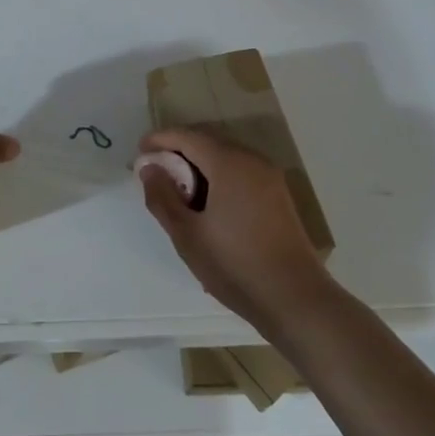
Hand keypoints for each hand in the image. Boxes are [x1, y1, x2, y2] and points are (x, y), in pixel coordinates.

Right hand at [137, 127, 330, 334]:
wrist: (295, 299)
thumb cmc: (234, 264)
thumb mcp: (186, 234)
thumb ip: (162, 196)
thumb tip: (149, 168)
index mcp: (229, 163)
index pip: (187, 136)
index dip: (160, 140)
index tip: (139, 153)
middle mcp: (252, 160)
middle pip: (208, 141)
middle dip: (178, 151)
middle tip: (156, 173)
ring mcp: (269, 177)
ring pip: (225, 157)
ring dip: (199, 165)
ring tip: (178, 191)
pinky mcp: (278, 195)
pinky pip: (240, 172)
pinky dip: (218, 176)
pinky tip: (207, 204)